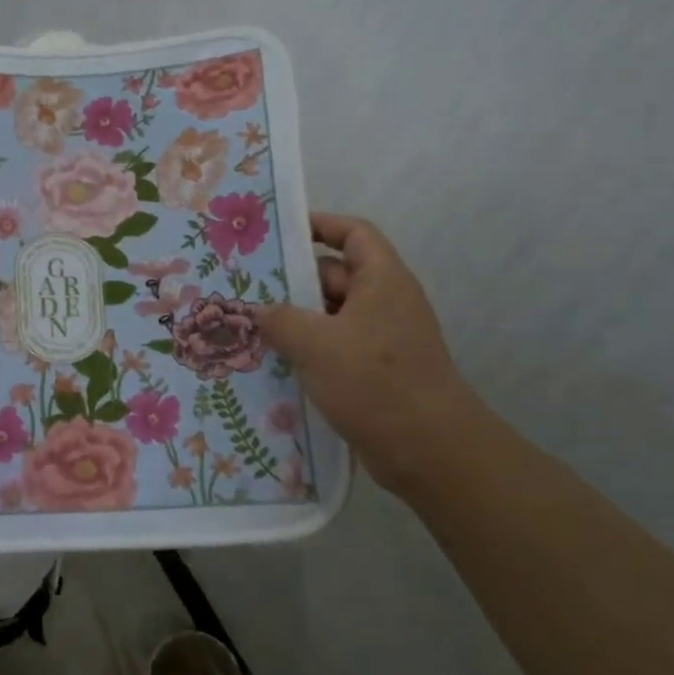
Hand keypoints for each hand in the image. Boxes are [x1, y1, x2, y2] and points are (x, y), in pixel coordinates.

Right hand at [259, 213, 482, 493]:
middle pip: (335, 276)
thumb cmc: (374, 382)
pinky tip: (273, 364)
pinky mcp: (375, 373)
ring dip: (295, 321)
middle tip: (245, 288)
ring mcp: (381, 340)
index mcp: (381, 281)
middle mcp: (384, 303)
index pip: (353, 233)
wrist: (428, 450)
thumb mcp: (316, 344)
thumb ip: (280, 320)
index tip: (279, 233)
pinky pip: (334, 349)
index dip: (320, 225)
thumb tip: (259, 312)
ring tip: (249, 327)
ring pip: (330, 317)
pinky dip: (307, 351)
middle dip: (292, 281)